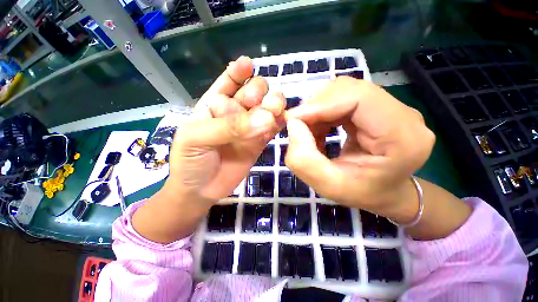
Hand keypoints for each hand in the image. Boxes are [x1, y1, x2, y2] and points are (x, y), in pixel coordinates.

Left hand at [164, 56, 285, 204]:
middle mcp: (235, 113)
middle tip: (258, 102)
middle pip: (253, 93)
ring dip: (273, 105)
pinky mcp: (260, 142)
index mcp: (214, 105)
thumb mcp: (197, 139)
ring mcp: (250, 127)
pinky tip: (283, 120)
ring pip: (267, 109)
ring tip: (275, 110)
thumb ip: (228, 127)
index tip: (247, 65)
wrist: (201, 189)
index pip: (229, 83)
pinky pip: (273, 128)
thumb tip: (264, 119)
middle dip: (258, 92)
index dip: (237, 73)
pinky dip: (279, 123)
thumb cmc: (190, 161)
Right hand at [285, 77, 434, 219]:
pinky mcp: (380, 107)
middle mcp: (405, 116)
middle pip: (350, 90)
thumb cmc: (361, 194)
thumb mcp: (328, 186)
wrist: (385, 192)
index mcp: (403, 138)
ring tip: (310, 132)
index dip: (321, 105)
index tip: (293, 119)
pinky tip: (319, 129)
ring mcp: (394, 108)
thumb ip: (304, 160)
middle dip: (316, 106)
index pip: (359, 99)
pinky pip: (345, 98)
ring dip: (319, 109)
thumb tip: (293, 124)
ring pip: (345, 91)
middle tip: (299, 128)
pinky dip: (324, 111)